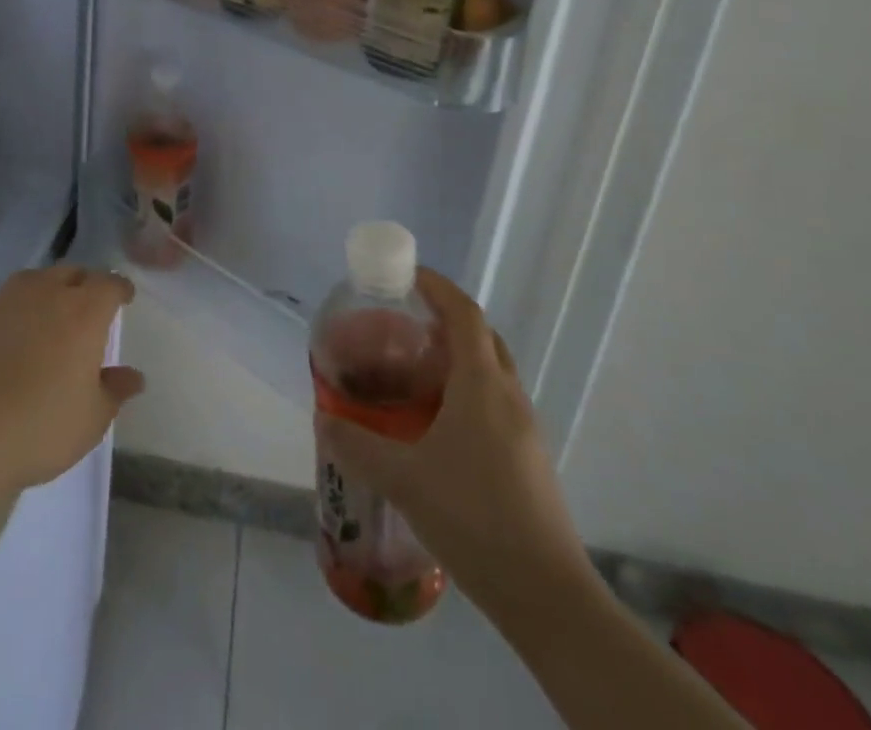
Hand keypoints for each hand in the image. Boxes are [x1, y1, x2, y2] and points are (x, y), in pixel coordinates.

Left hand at [0, 265, 144, 493]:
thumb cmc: (40, 427)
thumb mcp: (91, 419)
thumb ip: (115, 390)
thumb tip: (133, 376)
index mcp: (84, 311)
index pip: (110, 283)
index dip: (120, 289)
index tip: (124, 299)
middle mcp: (45, 292)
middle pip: (71, 273)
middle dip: (82, 286)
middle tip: (85, 311)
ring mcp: (3, 300)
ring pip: (32, 280)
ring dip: (43, 293)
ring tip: (43, 319)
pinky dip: (5, 314)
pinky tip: (0, 339)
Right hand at [317, 267, 595, 626]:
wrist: (547, 596)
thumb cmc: (473, 518)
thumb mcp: (403, 479)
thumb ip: (357, 445)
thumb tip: (323, 421)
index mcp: (481, 384)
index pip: (464, 313)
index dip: (438, 286)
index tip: (407, 275)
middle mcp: (508, 395)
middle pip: (482, 337)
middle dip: (446, 319)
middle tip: (405, 324)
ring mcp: (525, 428)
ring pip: (492, 371)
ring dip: (459, 357)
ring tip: (415, 371)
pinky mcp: (529, 459)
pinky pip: (496, 402)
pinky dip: (468, 391)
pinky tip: (439, 425)